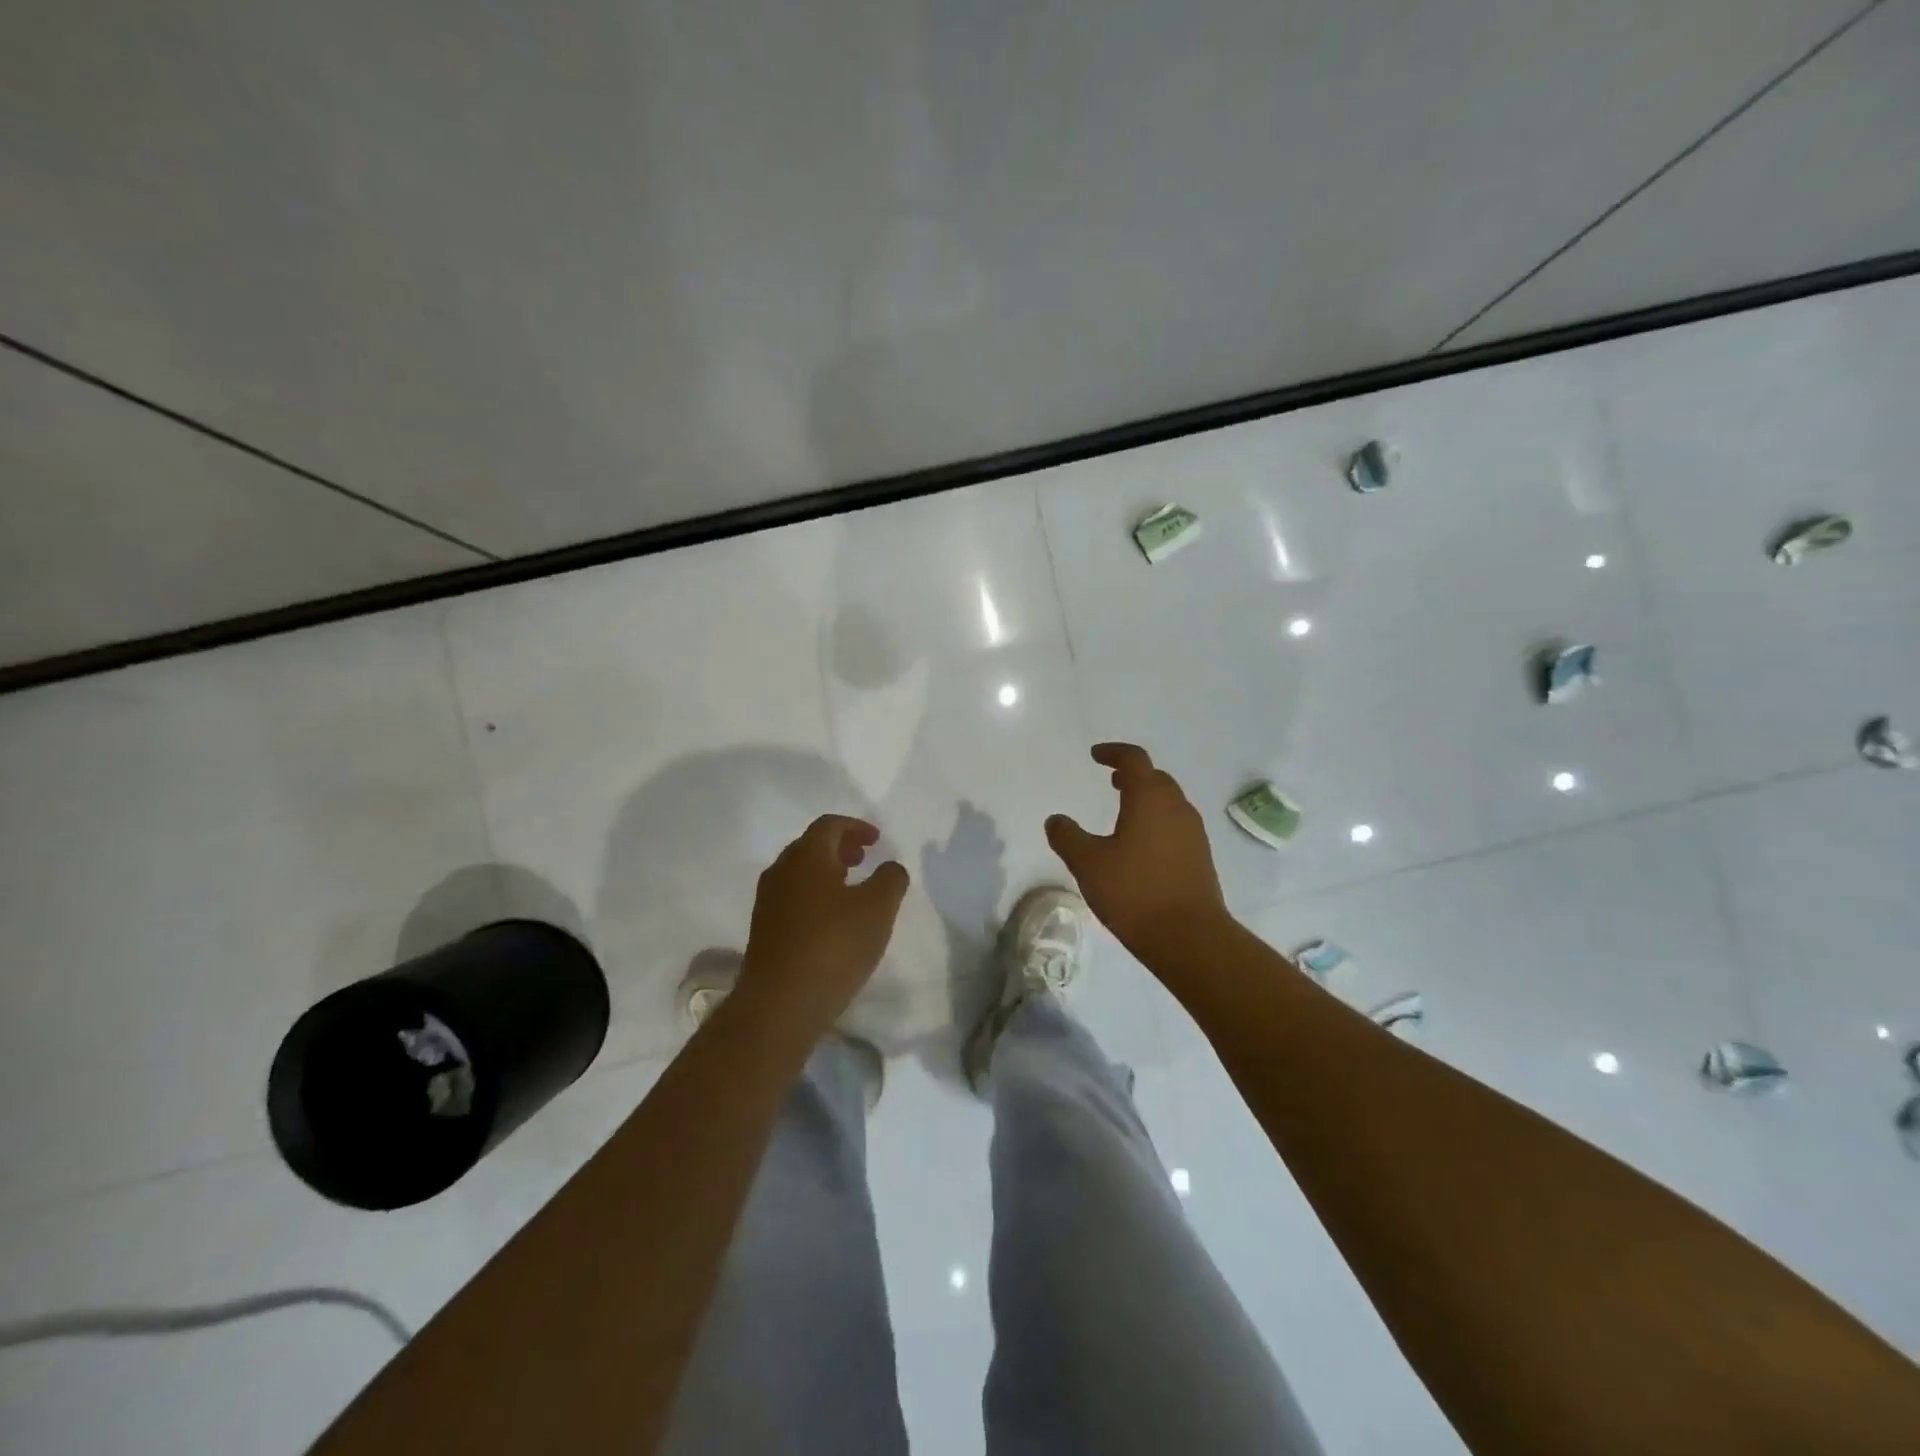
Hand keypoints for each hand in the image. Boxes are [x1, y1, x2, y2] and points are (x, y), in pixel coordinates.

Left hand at [739, 815, 909, 1032]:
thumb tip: (889, 867)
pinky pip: (793, 897)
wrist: (779, 1005)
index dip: (856, 827)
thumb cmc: (833, 946)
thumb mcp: (878, 908)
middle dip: (840, 847)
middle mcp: (781, 871)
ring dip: (827, 872)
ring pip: (800, 873)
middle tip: (864, 858)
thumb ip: (891, 879)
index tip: (877, 840)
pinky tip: (832, 920)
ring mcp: (768, 902)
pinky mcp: (764, 931)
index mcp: (806, 857)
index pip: (829, 825)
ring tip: (852, 888)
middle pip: (811, 846)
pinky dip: (815, 894)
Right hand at [1045, 743, 1229, 960]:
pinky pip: (1176, 825)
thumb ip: (1068, 837)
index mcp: (1149, 799)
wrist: (1190, 937)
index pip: (1134, 760)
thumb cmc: (1135, 892)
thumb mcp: (1089, 864)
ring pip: (1169, 802)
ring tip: (1124, 811)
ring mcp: (1193, 833)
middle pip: (1156, 778)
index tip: (1096, 755)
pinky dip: (1157, 821)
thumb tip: (1055, 820)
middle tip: (1112, 780)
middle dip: (1132, 775)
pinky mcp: (1200, 857)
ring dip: (1147, 798)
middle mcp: (1176, 808)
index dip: (1113, 753)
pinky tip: (1142, 846)